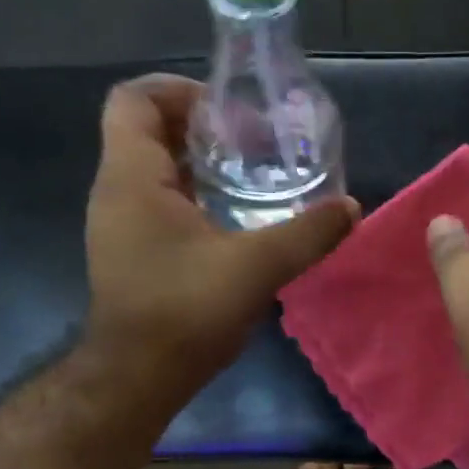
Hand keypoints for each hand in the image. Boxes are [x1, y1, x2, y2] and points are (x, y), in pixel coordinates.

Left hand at [82, 74, 357, 406]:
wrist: (138, 378)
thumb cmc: (185, 311)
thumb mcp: (256, 267)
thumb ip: (307, 234)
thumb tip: (351, 209)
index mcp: (132, 177)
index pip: (134, 99)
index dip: (179, 90)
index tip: (228, 111)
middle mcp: (116, 192)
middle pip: (148, 132)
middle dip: (201, 129)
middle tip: (253, 142)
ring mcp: (120, 226)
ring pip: (156, 172)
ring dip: (201, 167)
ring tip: (253, 178)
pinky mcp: (132, 254)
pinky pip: (160, 205)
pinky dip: (195, 199)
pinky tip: (236, 222)